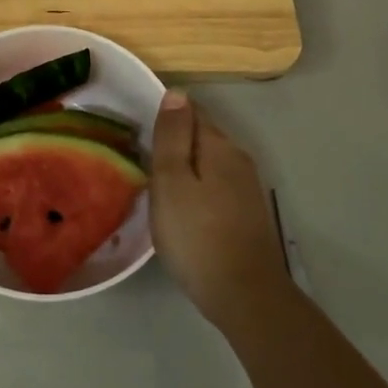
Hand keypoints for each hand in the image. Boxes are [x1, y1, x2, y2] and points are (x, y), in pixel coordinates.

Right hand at [149, 92, 294, 332]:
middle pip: (202, 137)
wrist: (244, 295)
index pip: (191, 112)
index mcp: (219, 146)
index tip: (140, 132)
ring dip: (186, 167)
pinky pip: (216, 186)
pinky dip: (198, 189)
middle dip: (175, 142)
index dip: (165, 116)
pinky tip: (183, 209)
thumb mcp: (172, 181)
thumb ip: (172, 135)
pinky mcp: (247, 214)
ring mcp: (246, 188)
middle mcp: (238, 159)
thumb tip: (177, 92)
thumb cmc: (197, 235)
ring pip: (209, 163)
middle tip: (142, 160)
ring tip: (157, 185)